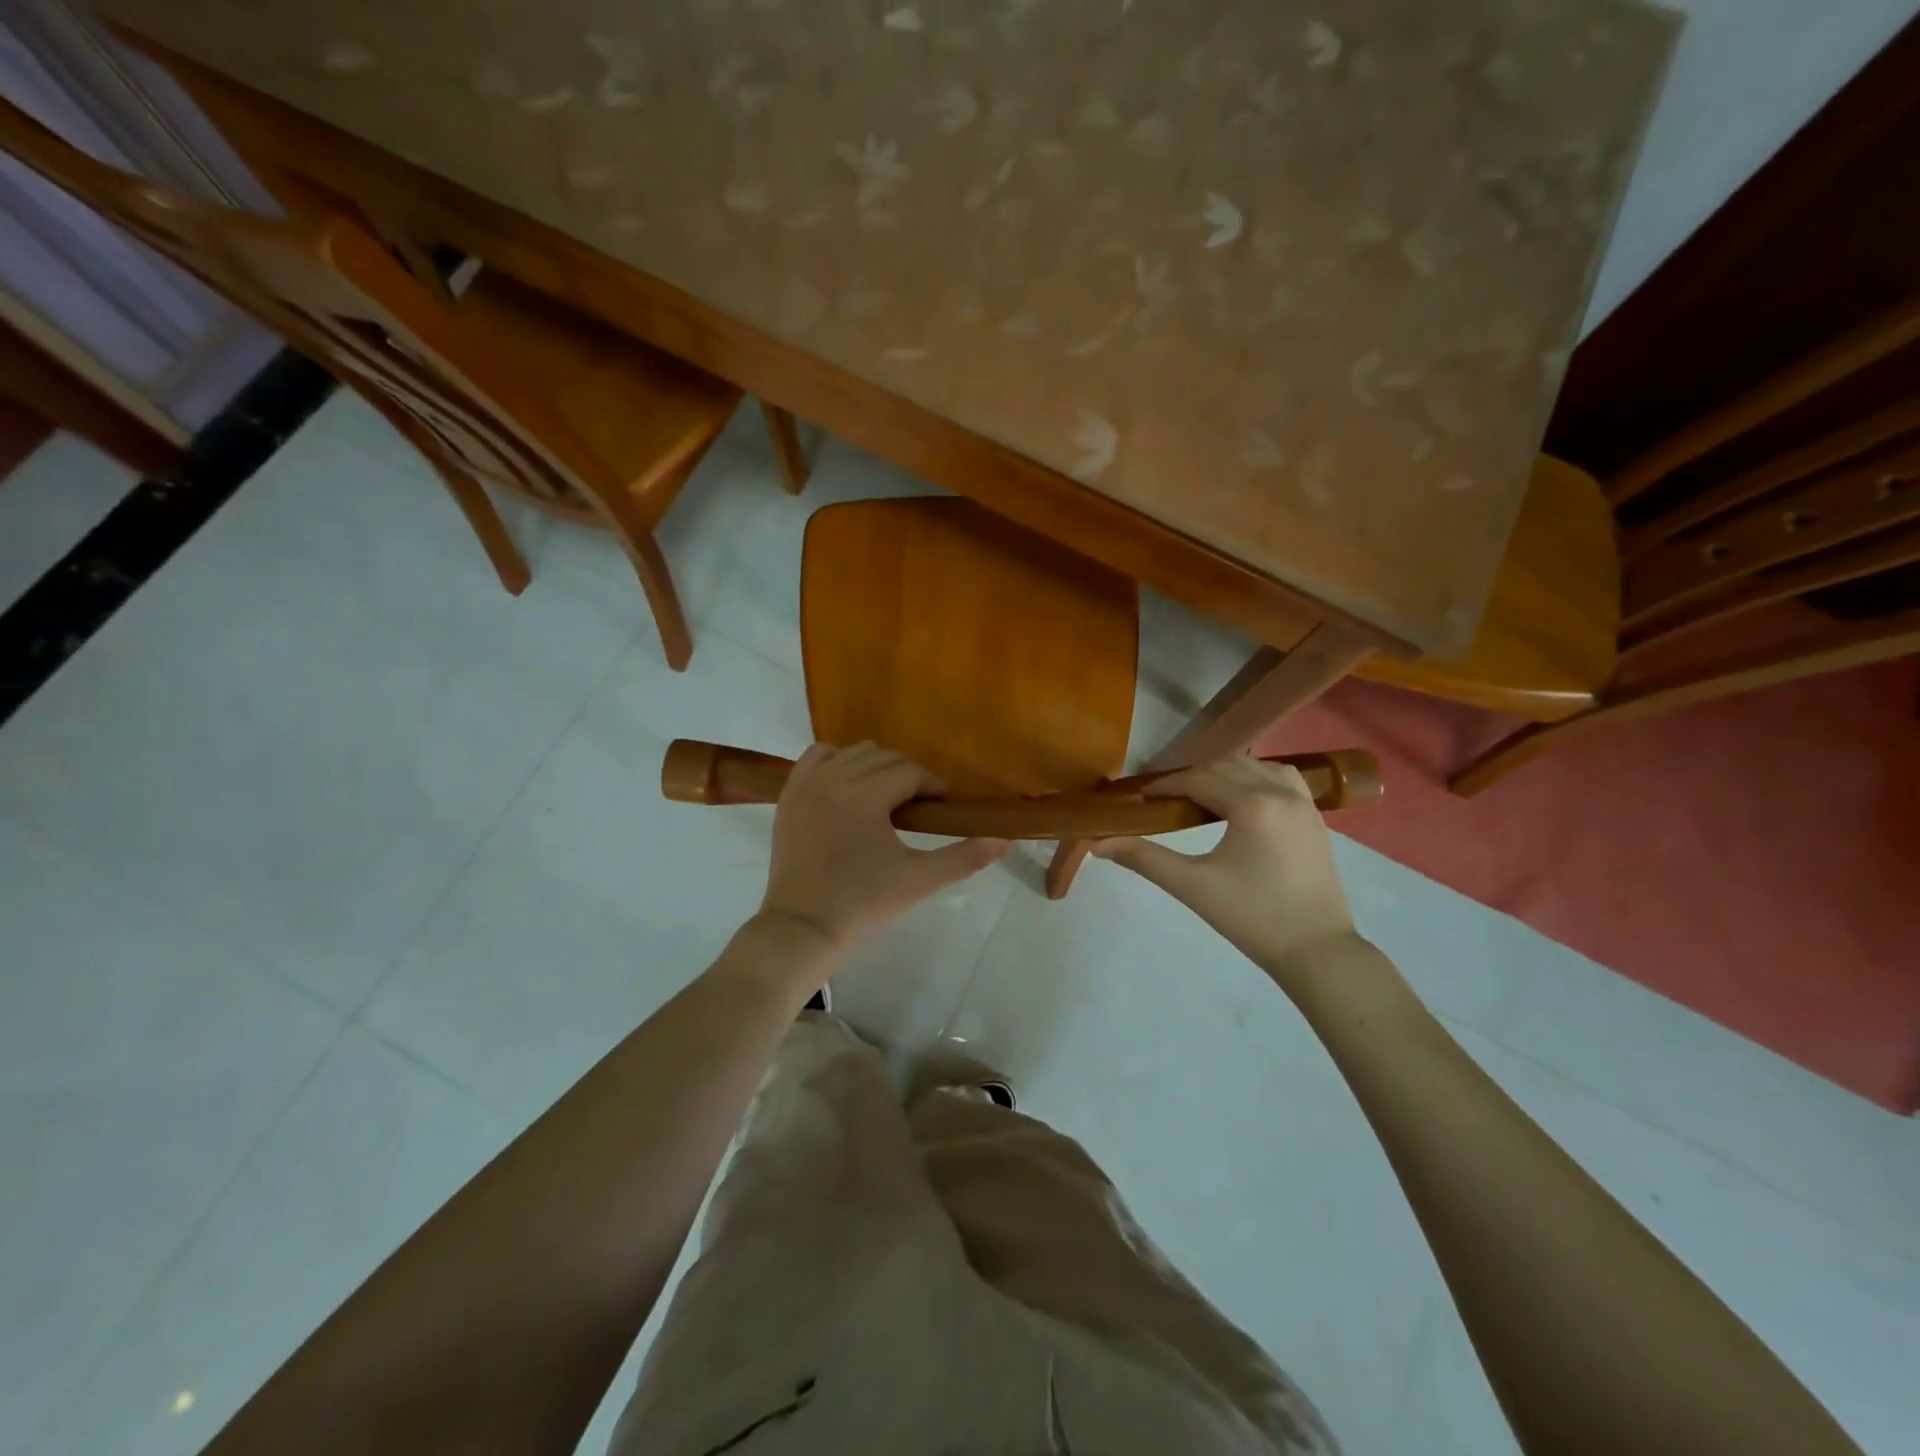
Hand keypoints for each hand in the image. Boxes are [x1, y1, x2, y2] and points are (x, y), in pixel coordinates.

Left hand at [760, 742, 1008, 951]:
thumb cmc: (862, 905)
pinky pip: (818, 757)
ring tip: (886, 799)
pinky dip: (838, 761)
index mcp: (865, 795)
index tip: (943, 809)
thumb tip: (1005, 840)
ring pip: (853, 752)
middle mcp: (833, 778)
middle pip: (884, 757)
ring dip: (876, 767)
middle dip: (908, 777)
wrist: (802, 929)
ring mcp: (806, 783)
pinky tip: (849, 788)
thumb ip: (964, 857)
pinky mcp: (789, 794)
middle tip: (920, 809)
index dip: (934, 788)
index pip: (911, 772)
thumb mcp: (919, 881)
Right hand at [1092, 755, 1358, 977]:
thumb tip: (1099, 843)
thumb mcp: (1193, 887)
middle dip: (1191, 778)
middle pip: (1225, 766)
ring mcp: (1303, 802)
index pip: (1197, 779)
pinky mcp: (1315, 817)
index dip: (1164, 785)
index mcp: (1252, 805)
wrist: (1317, 951)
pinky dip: (1256, 778)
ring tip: (1201, 798)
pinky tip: (1243, 800)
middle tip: (1163, 800)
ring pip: (1255, 766)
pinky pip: (1282, 778)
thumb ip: (1144, 859)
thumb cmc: (1252, 918)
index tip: (1139, 797)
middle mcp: (1280, 792)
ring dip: (1224, 773)